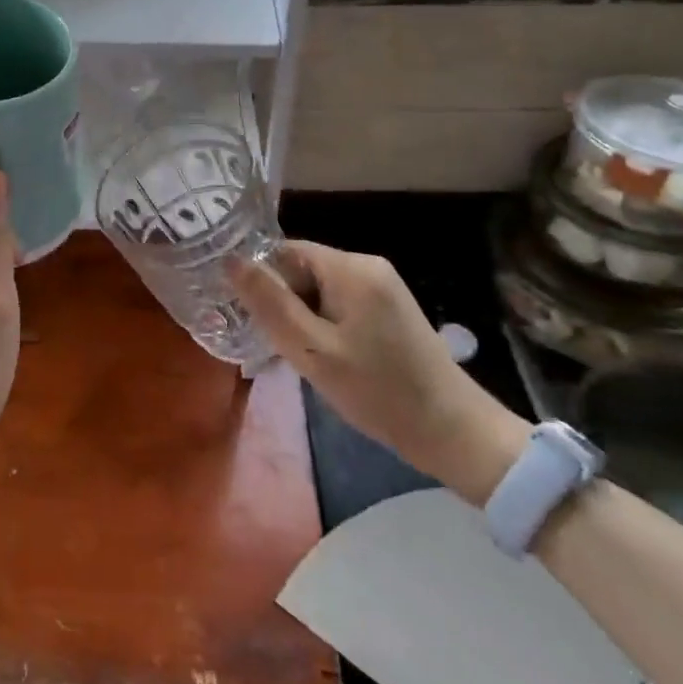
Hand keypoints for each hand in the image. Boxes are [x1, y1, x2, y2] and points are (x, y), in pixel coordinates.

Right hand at [230, 242, 528, 505]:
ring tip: (297, 356)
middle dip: (282, 302)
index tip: (247, 316)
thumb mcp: (312, 350)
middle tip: (274, 344)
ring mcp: (382, 288)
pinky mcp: (389, 310)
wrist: (452, 432)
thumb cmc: (377, 390)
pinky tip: (324, 358)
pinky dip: (322, 325)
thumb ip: (270, 303)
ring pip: (318, 290)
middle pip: (301, 269)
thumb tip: (230, 260)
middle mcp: (367, 266)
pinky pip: (339, 304)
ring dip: (301, 317)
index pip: (284, 251)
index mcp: (351, 267)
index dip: (261, 280)